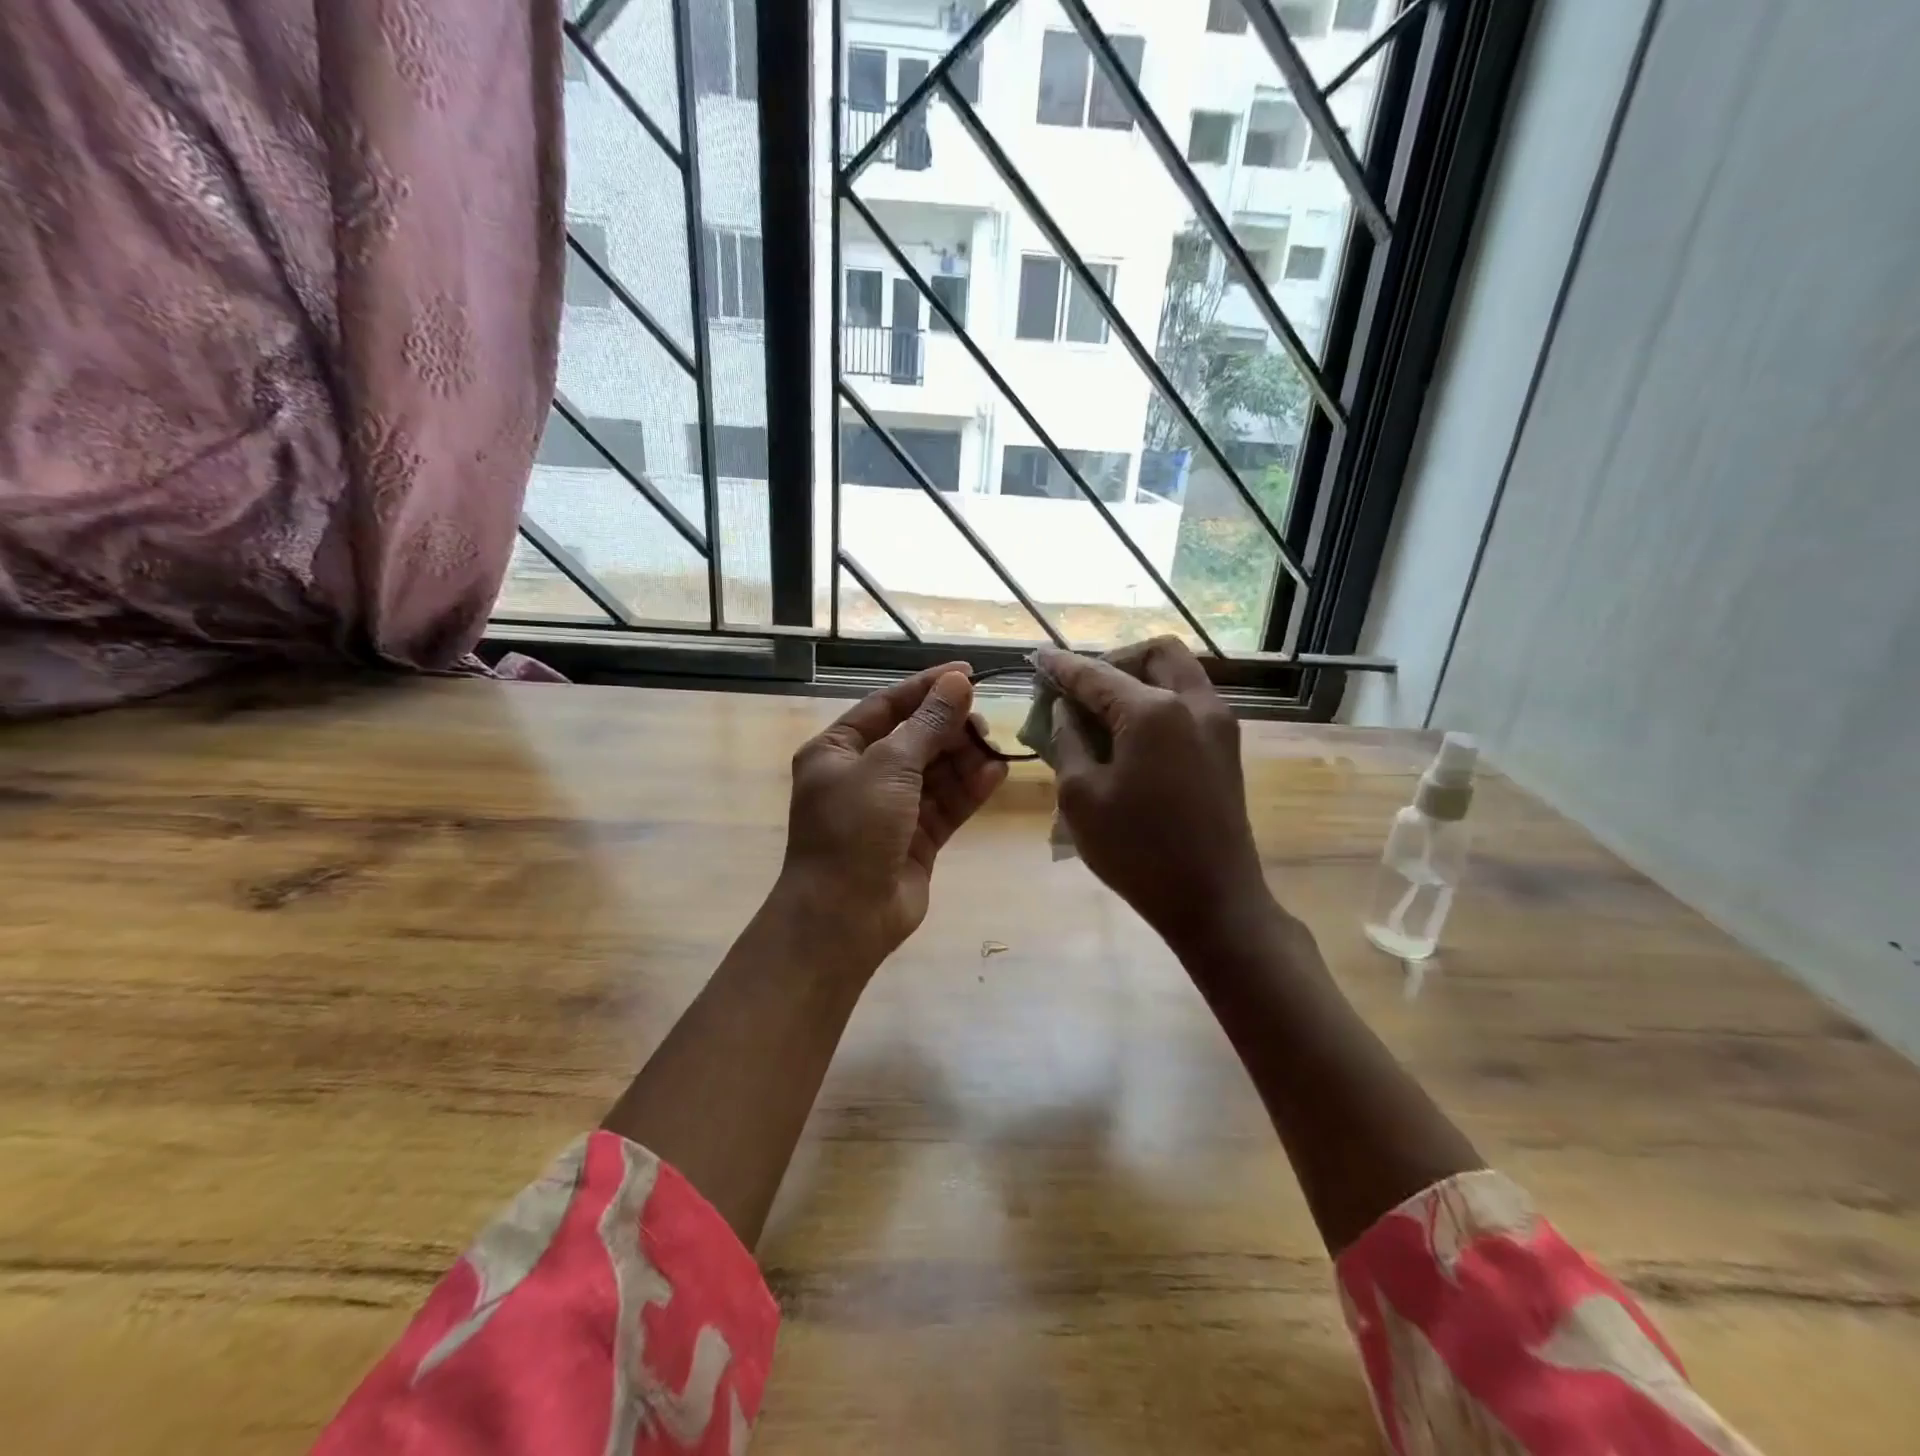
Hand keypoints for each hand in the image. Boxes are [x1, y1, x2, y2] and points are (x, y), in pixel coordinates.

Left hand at [778, 662, 1008, 972]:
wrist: (844, 918)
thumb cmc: (854, 829)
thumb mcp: (888, 766)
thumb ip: (927, 724)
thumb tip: (957, 682)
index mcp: (838, 750)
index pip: (887, 705)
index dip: (926, 688)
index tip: (967, 674)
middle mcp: (862, 775)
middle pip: (915, 738)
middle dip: (949, 728)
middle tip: (984, 722)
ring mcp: (891, 809)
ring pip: (935, 771)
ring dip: (964, 758)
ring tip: (995, 748)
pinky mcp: (917, 838)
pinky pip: (947, 804)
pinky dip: (969, 788)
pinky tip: (997, 773)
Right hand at [1037, 638, 1274, 950]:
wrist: (1214, 901)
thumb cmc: (1138, 851)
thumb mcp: (1081, 797)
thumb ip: (1067, 741)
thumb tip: (1065, 710)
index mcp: (1153, 712)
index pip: (1096, 674)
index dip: (1062, 666)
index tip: (1038, 658)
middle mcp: (1194, 703)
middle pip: (1155, 653)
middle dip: (1114, 660)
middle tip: (1083, 689)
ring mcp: (1218, 724)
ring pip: (1179, 673)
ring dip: (1140, 678)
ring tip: (1104, 711)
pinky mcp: (1227, 748)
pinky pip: (1190, 701)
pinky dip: (1160, 701)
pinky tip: (1132, 734)